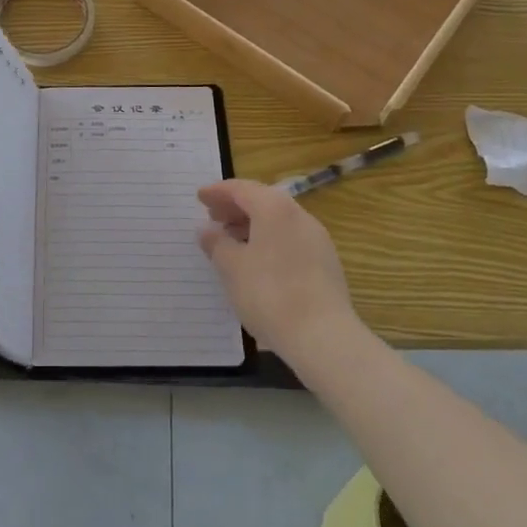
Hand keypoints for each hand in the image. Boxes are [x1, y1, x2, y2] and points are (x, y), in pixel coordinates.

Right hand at [198, 179, 359, 364]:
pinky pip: (290, 239)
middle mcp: (298, 215)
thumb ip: (216, 243)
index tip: (200, 197)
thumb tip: (207, 230)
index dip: (217, 192)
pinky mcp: (326, 262)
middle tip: (213, 218)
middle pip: (262, 201)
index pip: (241, 189)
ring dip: (252, 225)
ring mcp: (316, 239)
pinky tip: (257, 262)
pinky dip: (269, 240)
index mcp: (274, 208)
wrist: (323, 337)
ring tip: (231, 241)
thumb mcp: (231, 268)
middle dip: (235, 207)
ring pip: (278, 221)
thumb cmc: (269, 294)